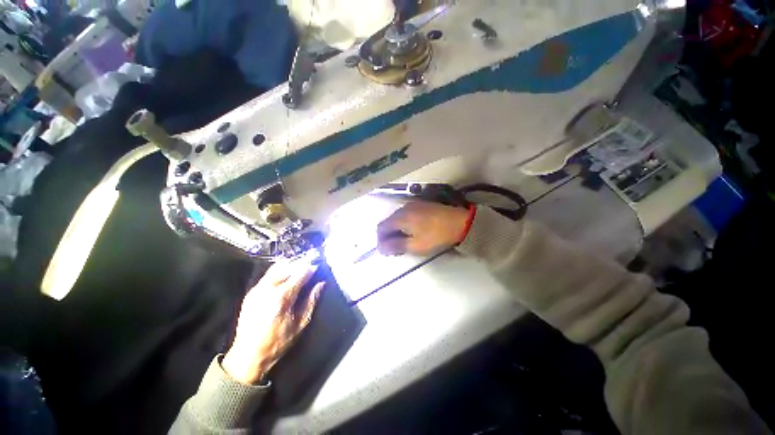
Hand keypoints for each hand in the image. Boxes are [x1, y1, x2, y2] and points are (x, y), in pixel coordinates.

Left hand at [222, 261, 323, 384]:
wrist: (247, 356)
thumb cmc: (278, 342)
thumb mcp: (301, 324)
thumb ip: (311, 300)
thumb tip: (321, 283)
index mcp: (283, 297)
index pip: (301, 272)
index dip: (312, 267)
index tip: (318, 265)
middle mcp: (269, 289)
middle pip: (289, 266)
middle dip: (302, 262)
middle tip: (312, 261)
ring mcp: (258, 289)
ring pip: (277, 267)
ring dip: (291, 264)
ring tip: (300, 266)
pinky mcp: (251, 292)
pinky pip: (268, 274)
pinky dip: (280, 270)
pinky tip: (286, 274)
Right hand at [377, 201, 469, 255]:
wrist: (460, 222)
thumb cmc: (436, 236)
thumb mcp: (416, 245)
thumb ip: (396, 246)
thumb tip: (381, 248)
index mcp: (401, 217)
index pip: (381, 227)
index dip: (380, 240)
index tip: (386, 251)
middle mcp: (404, 208)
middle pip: (389, 222)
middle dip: (389, 236)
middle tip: (396, 249)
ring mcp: (413, 205)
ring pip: (397, 218)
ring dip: (397, 230)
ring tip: (405, 242)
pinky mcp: (421, 204)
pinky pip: (406, 215)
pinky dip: (405, 224)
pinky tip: (413, 231)